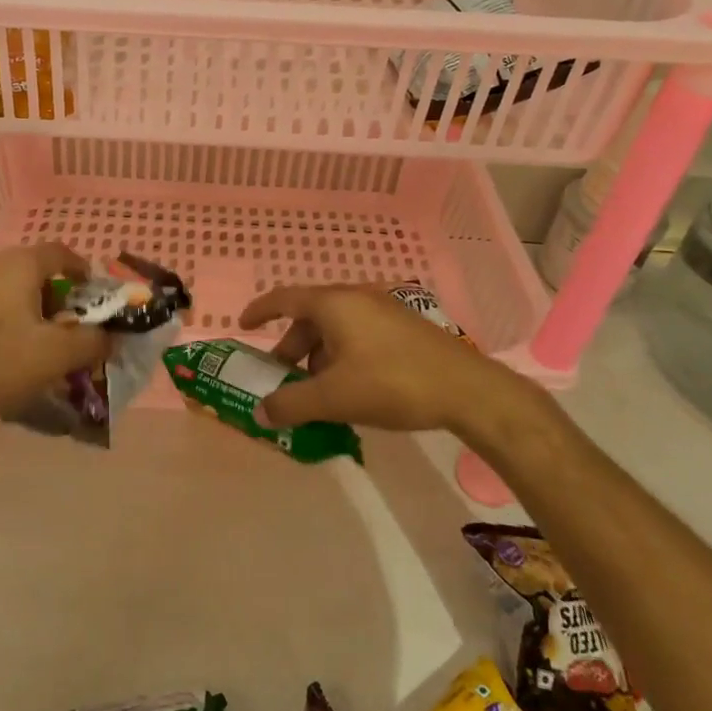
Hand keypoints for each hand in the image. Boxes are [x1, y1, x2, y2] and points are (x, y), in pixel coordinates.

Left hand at [0, 243, 110, 443]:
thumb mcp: (55, 356)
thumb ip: (92, 342)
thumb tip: (109, 336)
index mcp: (18, 262)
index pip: (61, 253)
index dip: (82, 272)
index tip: (93, 297)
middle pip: (31, 271)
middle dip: (53, 298)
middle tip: (64, 332)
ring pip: (3, 288)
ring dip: (23, 310)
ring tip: (29, 347)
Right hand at [236, 285, 550, 451]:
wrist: (467, 390)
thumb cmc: (392, 384)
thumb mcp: (334, 398)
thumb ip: (292, 404)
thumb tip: (260, 413)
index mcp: (333, 304)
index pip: (284, 298)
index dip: (260, 311)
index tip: (243, 326)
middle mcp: (356, 297)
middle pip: (310, 317)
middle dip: (292, 348)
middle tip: (282, 378)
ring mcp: (383, 309)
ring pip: (336, 328)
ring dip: (318, 356)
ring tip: (318, 392)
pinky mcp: (404, 326)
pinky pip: (359, 334)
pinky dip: (342, 355)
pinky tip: (352, 388)